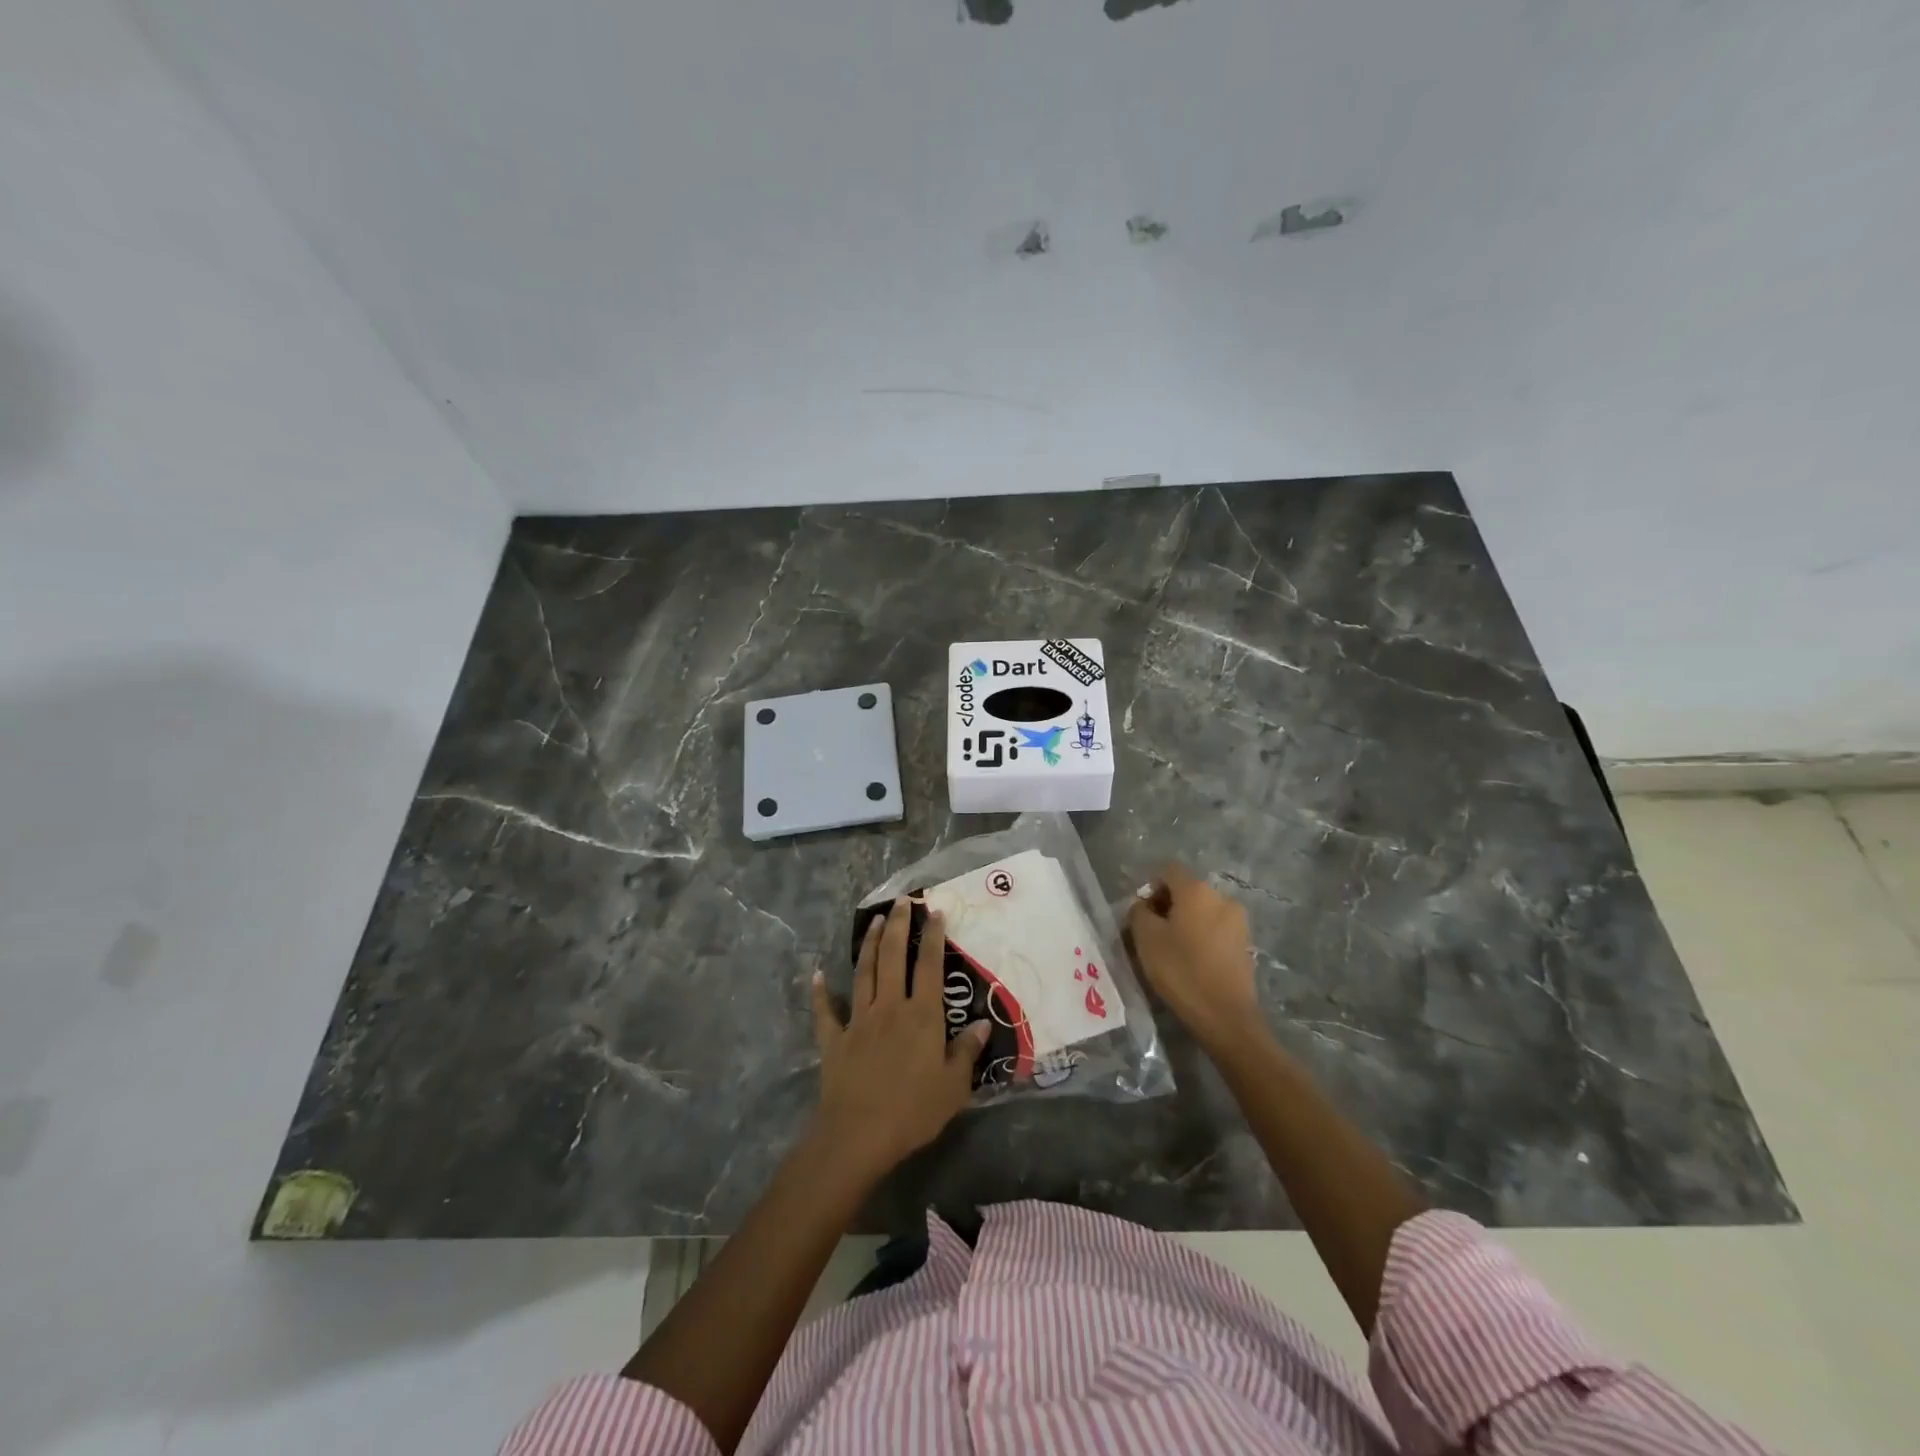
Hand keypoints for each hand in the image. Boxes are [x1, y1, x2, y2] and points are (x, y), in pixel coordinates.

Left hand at [808, 898, 988, 1183]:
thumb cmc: (913, 1111)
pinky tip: (816, 975)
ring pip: (864, 973)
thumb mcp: (953, 1086)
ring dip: (868, 944)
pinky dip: (820, 993)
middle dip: (898, 926)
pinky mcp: (835, 1039)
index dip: (933, 937)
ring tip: (873, 920)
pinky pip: (826, 1011)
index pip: (930, 966)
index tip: (935, 912)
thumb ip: (967, 1051)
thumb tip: (982, 1023)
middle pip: (893, 957)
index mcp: (922, 1016)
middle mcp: (890, 1007)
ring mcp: (859, 1020)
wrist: (859, 1135)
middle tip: (902, 901)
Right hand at [1126, 863, 1263, 1051]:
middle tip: (1152, 933)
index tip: (1141, 914)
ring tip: (1172, 949)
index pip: (1168, 870)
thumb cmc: (1181, 971)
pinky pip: (1215, 928)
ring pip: (1202, 910)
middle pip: (1187, 889)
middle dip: (1167, 905)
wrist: (1226, 1016)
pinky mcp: (1245, 943)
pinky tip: (1192, 960)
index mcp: (1196, 890)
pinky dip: (1201, 936)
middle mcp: (1221, 897)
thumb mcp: (1146, 939)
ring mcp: (1238, 920)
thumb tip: (1143, 905)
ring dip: (1185, 921)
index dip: (1150, 886)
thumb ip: (1138, 912)